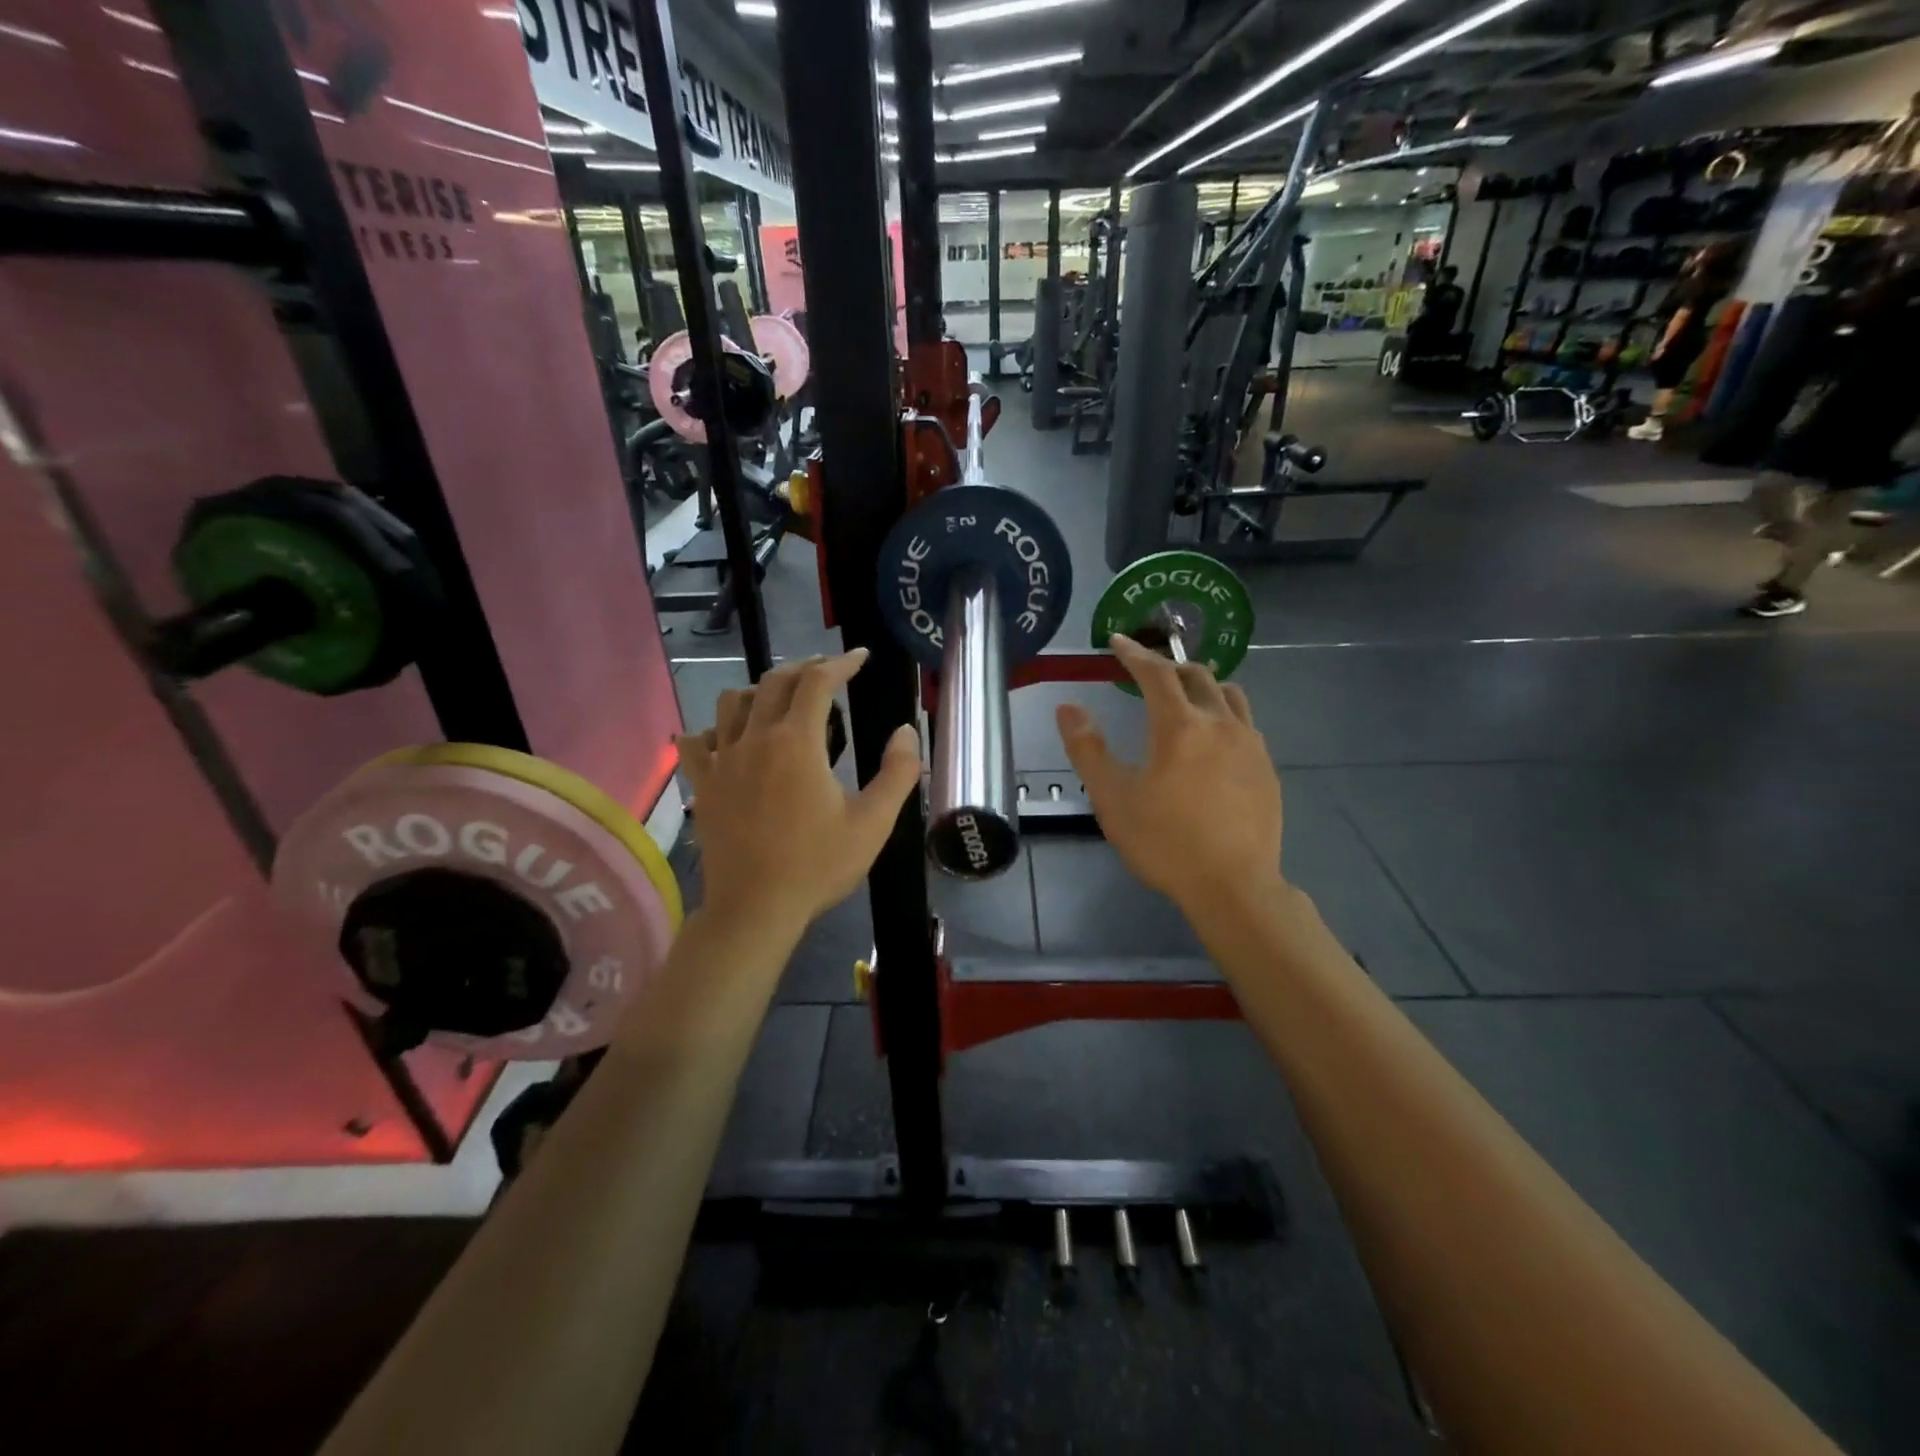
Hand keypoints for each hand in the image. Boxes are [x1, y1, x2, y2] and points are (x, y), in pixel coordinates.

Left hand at [678, 650, 918, 931]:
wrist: (755, 908)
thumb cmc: (818, 865)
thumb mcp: (873, 823)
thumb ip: (897, 773)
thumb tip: (906, 731)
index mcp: (797, 742)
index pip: (818, 682)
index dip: (841, 662)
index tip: (860, 657)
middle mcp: (755, 739)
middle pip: (774, 681)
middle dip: (805, 668)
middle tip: (828, 672)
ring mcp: (722, 760)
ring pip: (732, 702)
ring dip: (759, 691)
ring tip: (781, 701)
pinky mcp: (703, 785)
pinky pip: (697, 741)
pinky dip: (713, 730)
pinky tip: (728, 740)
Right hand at [1056, 635, 1284, 914]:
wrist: (1233, 886)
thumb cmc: (1165, 842)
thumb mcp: (1113, 798)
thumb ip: (1088, 749)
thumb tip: (1068, 707)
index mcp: (1179, 726)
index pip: (1156, 673)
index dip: (1134, 653)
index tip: (1117, 641)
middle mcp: (1220, 723)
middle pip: (1196, 675)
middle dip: (1168, 665)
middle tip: (1146, 671)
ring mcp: (1250, 744)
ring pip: (1229, 694)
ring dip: (1203, 684)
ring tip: (1185, 695)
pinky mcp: (1267, 767)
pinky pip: (1245, 722)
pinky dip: (1224, 713)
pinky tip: (1215, 738)